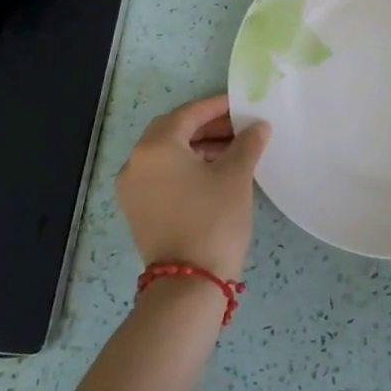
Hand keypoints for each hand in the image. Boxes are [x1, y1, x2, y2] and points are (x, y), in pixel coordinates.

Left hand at [115, 95, 269, 281]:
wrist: (189, 284)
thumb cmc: (213, 219)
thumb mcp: (236, 175)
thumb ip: (247, 143)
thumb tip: (258, 126)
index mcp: (155, 147)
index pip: (188, 114)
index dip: (217, 107)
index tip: (241, 105)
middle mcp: (136, 162)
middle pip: (173, 131)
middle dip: (207, 126)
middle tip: (239, 128)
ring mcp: (133, 189)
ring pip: (167, 154)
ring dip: (198, 147)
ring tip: (233, 151)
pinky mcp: (138, 210)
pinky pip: (162, 175)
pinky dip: (186, 167)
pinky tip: (214, 173)